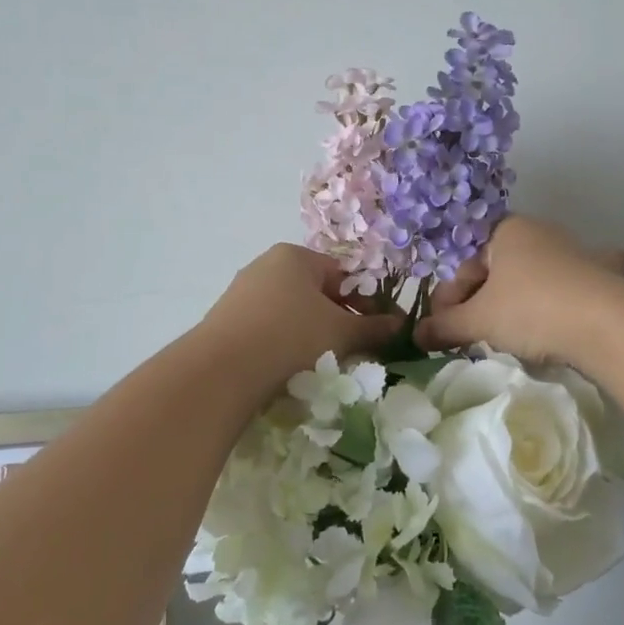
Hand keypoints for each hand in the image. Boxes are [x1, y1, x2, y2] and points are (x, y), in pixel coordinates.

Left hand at [203, 244, 403, 378]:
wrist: (222, 369)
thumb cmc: (291, 335)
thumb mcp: (341, 331)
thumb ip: (374, 327)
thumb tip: (401, 325)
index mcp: (295, 256)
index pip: (342, 274)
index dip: (365, 302)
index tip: (377, 329)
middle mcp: (266, 265)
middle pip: (316, 291)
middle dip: (339, 319)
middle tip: (355, 348)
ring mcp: (243, 291)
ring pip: (292, 311)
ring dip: (312, 333)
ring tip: (324, 362)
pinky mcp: (227, 319)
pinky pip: (268, 326)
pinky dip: (284, 342)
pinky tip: (291, 366)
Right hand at [414, 216, 623, 361]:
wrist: (605, 323)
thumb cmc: (531, 310)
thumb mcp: (479, 320)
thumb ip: (446, 326)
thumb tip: (418, 335)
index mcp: (505, 231)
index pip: (464, 264)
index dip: (449, 299)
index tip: (443, 330)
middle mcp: (540, 232)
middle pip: (497, 268)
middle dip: (481, 300)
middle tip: (471, 335)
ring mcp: (575, 250)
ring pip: (536, 271)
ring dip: (520, 295)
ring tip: (513, 328)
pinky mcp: (601, 274)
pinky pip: (577, 278)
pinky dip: (570, 288)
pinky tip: (572, 300)